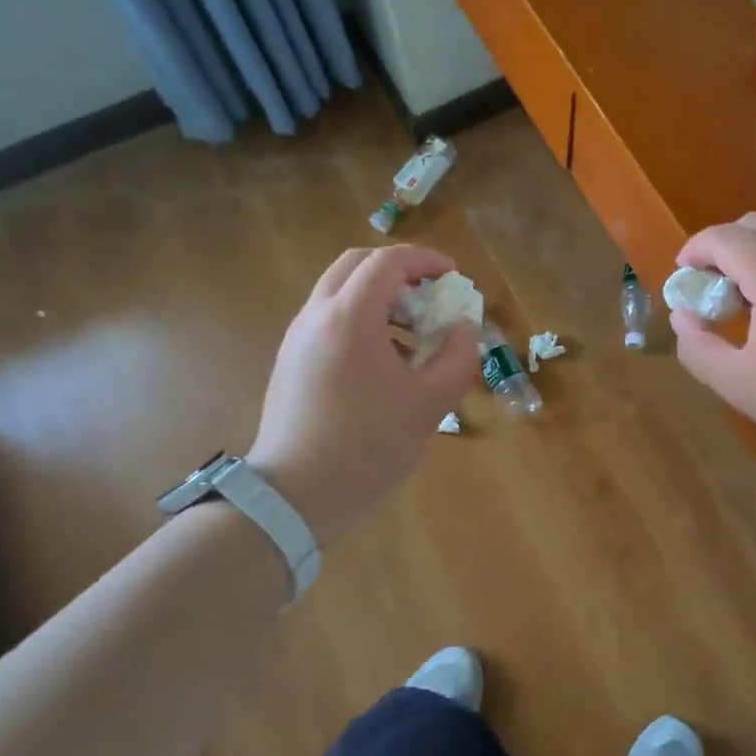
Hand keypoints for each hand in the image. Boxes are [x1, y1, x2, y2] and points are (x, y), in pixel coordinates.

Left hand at [246, 245, 477, 541]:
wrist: (293, 495)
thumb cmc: (366, 447)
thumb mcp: (429, 404)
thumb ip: (457, 358)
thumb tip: (464, 327)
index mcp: (350, 317)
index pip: (388, 261)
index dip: (426, 260)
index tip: (453, 276)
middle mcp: (317, 315)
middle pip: (357, 264)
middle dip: (398, 270)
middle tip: (429, 295)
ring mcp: (297, 338)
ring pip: (339, 291)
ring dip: (378, 295)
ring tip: (411, 332)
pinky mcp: (290, 361)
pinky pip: (328, 318)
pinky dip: (359, 319)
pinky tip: (383, 361)